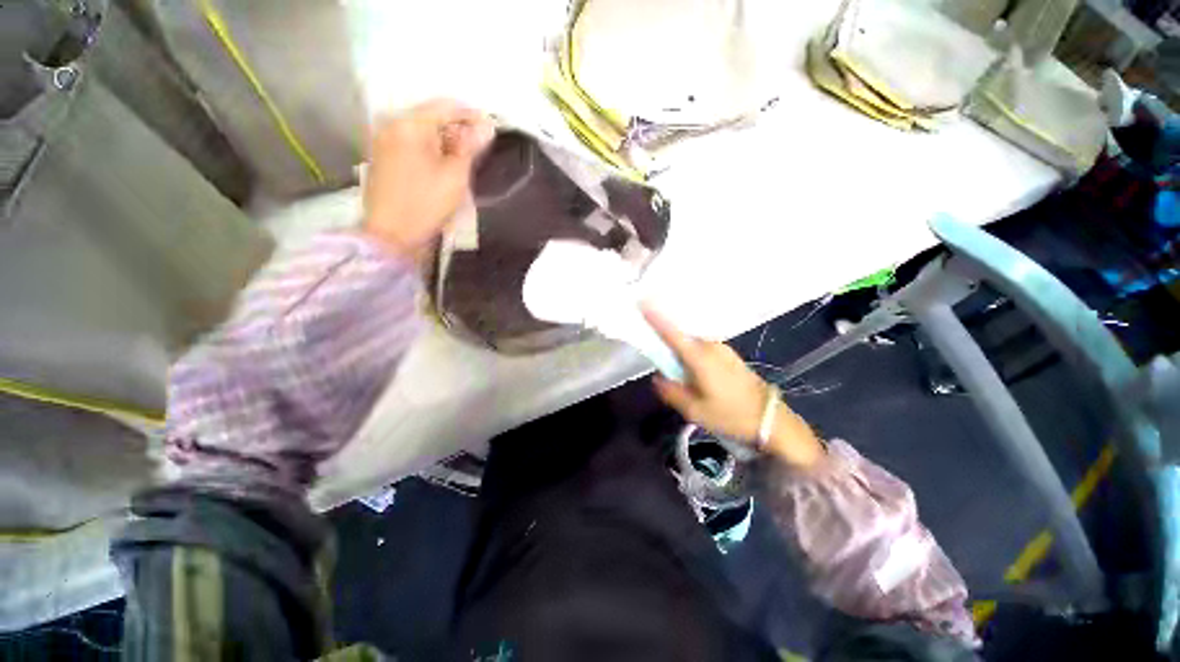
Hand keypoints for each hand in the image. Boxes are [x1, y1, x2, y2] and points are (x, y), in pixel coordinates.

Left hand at [363, 99, 495, 259]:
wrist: (391, 234)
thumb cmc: (426, 205)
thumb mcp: (454, 176)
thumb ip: (469, 147)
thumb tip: (486, 126)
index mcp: (409, 124)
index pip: (446, 107)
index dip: (471, 115)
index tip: (492, 129)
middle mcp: (392, 123)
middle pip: (431, 115)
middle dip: (458, 128)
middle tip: (479, 148)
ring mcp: (384, 138)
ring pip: (422, 129)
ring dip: (445, 139)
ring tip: (463, 158)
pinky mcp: (382, 154)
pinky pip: (411, 140)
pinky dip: (430, 147)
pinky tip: (443, 163)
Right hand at [644, 306, 824, 468]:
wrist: (771, 419)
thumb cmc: (730, 415)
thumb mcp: (694, 410)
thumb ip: (671, 391)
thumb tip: (658, 378)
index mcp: (699, 357)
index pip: (672, 332)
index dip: (655, 317)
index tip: (641, 302)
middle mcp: (710, 346)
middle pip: (680, 336)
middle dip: (666, 342)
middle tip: (661, 360)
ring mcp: (721, 348)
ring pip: (691, 343)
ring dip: (680, 351)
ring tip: (681, 374)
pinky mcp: (728, 354)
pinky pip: (702, 347)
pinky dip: (692, 353)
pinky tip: (696, 373)